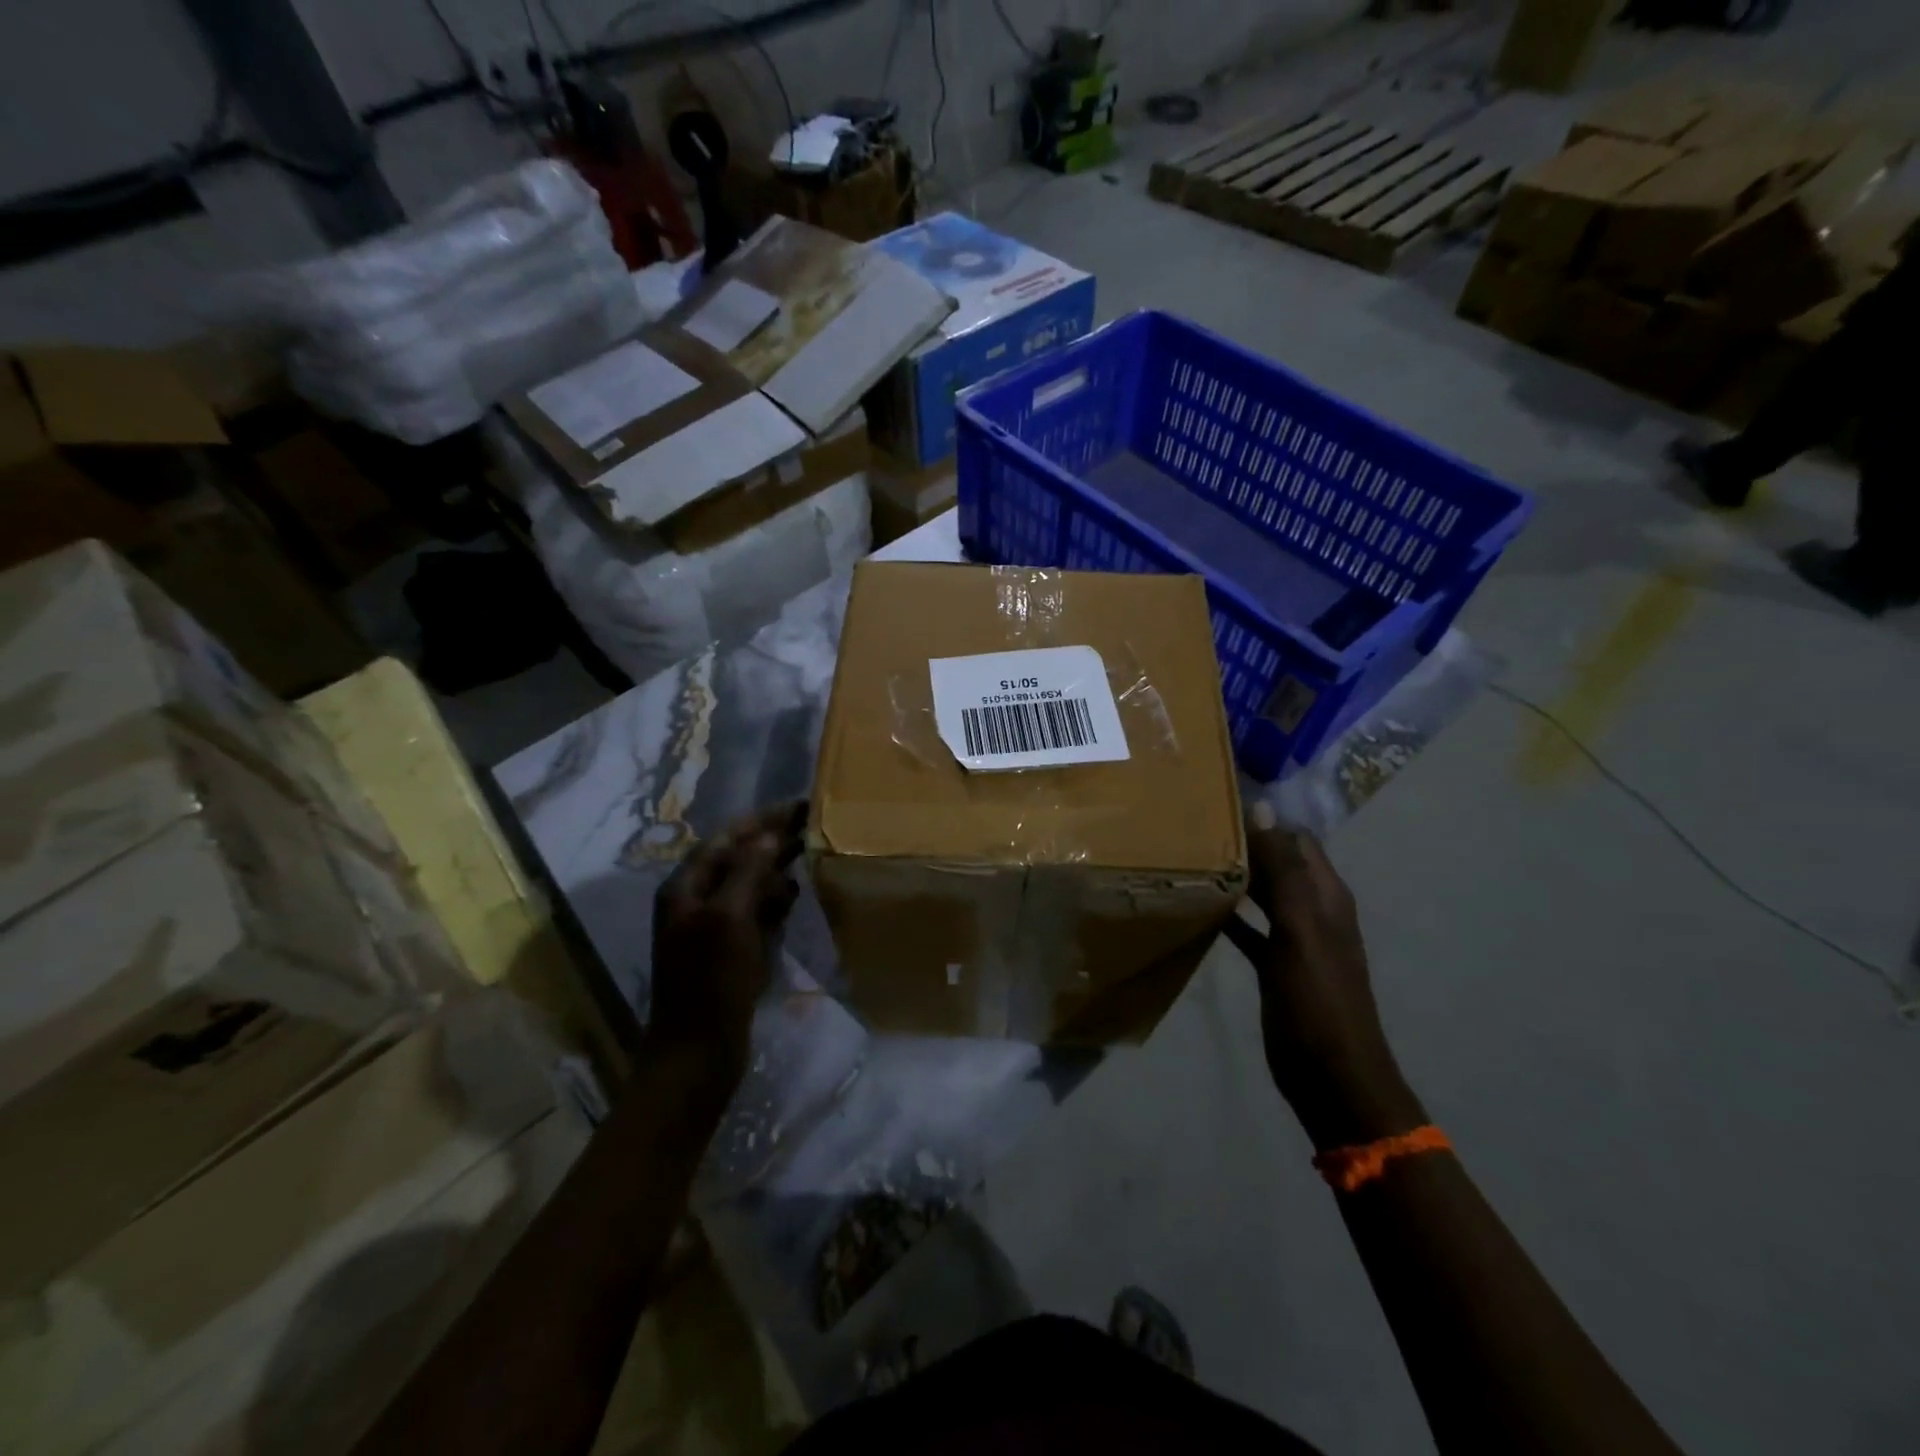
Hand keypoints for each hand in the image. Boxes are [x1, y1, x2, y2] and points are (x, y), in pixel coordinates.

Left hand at [649, 802, 807, 1089]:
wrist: (697, 1054)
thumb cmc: (711, 982)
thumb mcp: (729, 919)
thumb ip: (748, 872)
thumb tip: (768, 836)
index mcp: (686, 887)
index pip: (726, 838)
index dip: (762, 820)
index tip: (800, 806)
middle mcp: (695, 900)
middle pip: (737, 858)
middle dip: (773, 842)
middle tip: (814, 828)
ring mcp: (712, 927)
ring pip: (748, 884)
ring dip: (775, 871)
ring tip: (809, 861)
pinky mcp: (729, 950)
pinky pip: (754, 913)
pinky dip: (774, 902)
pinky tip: (794, 901)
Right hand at [1223, 813, 1423, 1150]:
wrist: (1331, 1075)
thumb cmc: (1318, 1000)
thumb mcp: (1301, 931)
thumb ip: (1284, 872)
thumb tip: (1263, 810)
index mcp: (1325, 895)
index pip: (1295, 839)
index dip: (1263, 819)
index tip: (1216, 803)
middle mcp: (1311, 909)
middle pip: (1277, 862)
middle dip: (1243, 843)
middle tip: (1192, 826)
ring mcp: (1293, 938)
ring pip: (1261, 892)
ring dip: (1234, 876)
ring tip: (1189, 856)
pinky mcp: (1275, 964)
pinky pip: (1249, 927)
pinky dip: (1228, 913)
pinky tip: (1198, 906)